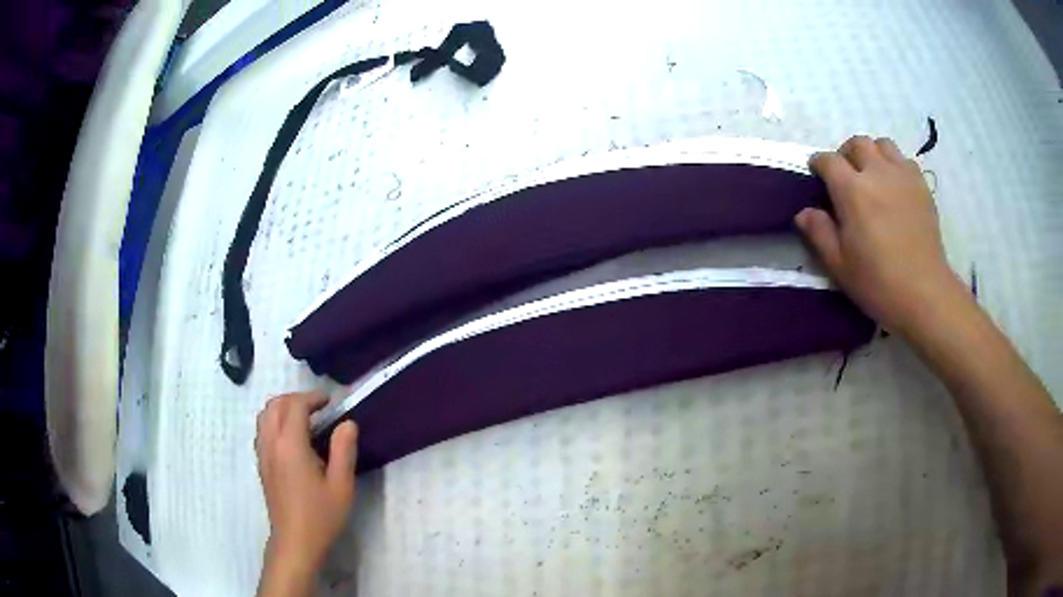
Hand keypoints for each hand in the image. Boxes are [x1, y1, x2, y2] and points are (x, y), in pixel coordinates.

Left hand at [255, 392, 357, 580]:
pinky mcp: (261, 464)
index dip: (313, 397)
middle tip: (318, 407)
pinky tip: (292, 438)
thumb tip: (347, 423)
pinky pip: (262, 430)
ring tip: (305, 418)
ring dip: (283, 408)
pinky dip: (275, 421)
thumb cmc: (321, 515)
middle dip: (296, 398)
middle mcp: (271, 443)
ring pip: (265, 416)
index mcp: (290, 445)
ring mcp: (262, 454)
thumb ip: (344, 450)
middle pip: (275, 405)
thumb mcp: (341, 484)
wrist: (295, 541)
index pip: (296, 406)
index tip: (331, 401)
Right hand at [795, 135, 967, 334]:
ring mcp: (902, 176)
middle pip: (857, 143)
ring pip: (882, 145)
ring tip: (872, 176)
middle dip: (846, 154)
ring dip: (872, 154)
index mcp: (852, 190)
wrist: (924, 293)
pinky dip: (895, 166)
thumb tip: (804, 213)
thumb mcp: (839, 265)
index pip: (828, 160)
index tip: (817, 176)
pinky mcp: (921, 186)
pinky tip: (895, 187)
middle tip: (846, 176)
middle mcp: (877, 172)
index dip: (819, 164)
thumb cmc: (878, 282)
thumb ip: (819, 233)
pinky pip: (904, 160)